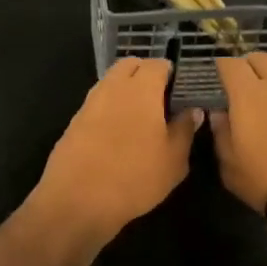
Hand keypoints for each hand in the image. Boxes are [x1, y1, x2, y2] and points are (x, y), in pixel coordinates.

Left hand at [32, 59, 200, 242]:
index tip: (180, 91)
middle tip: (161, 100)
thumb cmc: (135, 177)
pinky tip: (118, 135)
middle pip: (129, 66)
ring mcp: (88, 104)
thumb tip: (193, 110)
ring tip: (141, 119)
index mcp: (141, 89)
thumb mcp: (174, 160)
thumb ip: (185, 129)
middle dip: (145, 74)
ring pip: (110, 83)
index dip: (171, 73)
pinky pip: (97, 104)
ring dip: (125, 91)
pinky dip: (109, 109)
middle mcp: (112, 88)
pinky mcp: (73, 123)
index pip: (157, 64)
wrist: (77, 201)